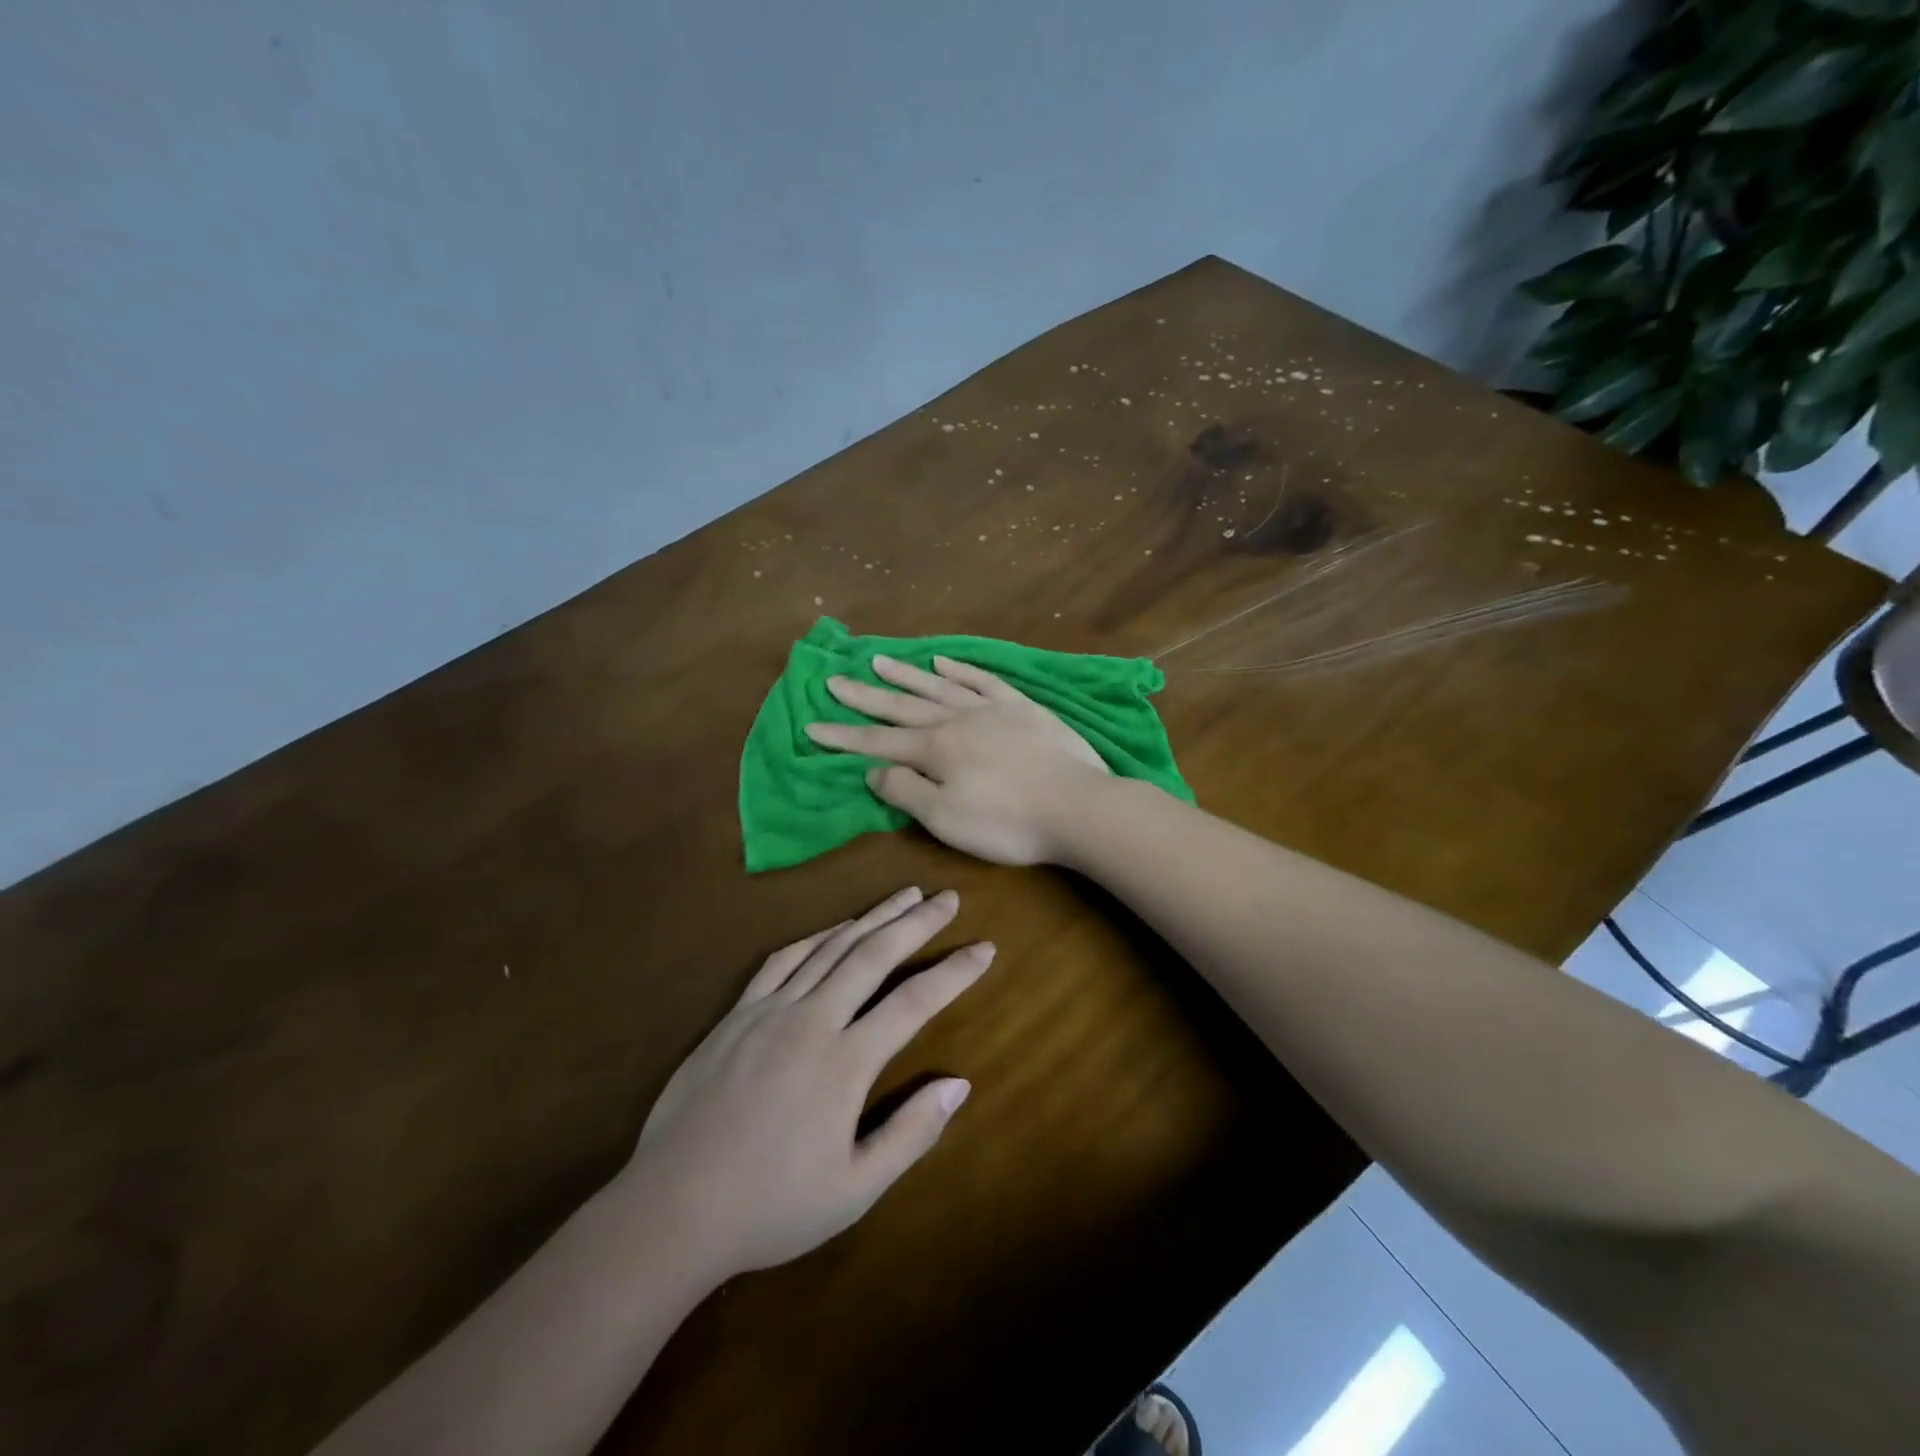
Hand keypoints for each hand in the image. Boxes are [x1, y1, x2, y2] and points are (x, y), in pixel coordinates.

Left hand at [620, 887, 989, 1279]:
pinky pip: (783, 960)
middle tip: (947, 897)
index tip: (984, 947)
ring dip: (872, 917)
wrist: (670, 1208)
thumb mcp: (853, 1190)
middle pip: (874, 954)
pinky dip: (816, 938)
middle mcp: (812, 1020)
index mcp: (846, 1062)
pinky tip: (833, 930)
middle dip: (917, 921)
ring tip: (903, 896)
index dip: (955, 971)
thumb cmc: (770, 1206)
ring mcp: (770, 1010)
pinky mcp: (737, 1014)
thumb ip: (910, 1134)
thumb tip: (958, 1084)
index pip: (914, 1001)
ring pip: (831, 947)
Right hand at [804, 655, 1108, 864]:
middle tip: (833, 679)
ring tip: (878, 661)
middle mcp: (956, 719)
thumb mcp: (945, 818)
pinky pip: (983, 680)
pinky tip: (943, 661)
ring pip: (939, 685)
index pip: (877, 741)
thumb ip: (905, 791)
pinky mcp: (1022, 707)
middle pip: (902, 705)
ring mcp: (991, 709)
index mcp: (935, 749)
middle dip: (864, 696)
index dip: (843, 736)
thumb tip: (871, 769)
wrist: (1078, 807)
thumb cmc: (1007, 822)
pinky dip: (960, 669)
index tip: (812, 726)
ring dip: (906, 675)